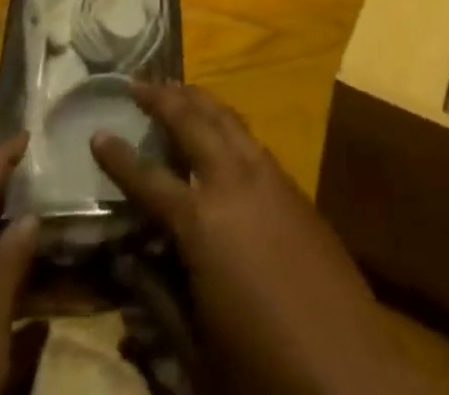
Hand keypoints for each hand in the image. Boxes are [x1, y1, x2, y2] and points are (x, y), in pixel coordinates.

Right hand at [92, 84, 417, 394]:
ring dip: (198, 99)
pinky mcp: (296, 188)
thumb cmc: (262, 371)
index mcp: (201, 222)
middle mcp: (233, 183)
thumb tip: (124, 259)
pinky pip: (251, 139)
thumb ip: (156, 299)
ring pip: (227, 119)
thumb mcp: (195, 351)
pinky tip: (221, 130)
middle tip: (136, 82)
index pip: (147, 178)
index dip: (118, 156)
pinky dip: (227, 122)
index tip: (96, 130)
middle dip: (162, 97)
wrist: (352, 376)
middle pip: (192, 121)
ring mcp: (269, 178)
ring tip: (176, 87)